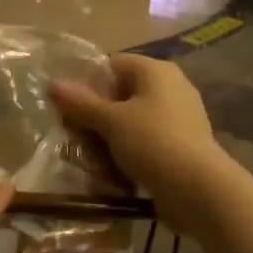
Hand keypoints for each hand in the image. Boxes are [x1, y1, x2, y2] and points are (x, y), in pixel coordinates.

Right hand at [50, 54, 229, 228]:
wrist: (198, 188)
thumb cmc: (152, 142)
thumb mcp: (111, 121)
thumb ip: (81, 103)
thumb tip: (53, 84)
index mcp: (156, 71)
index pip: (113, 64)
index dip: (89, 83)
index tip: (70, 109)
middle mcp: (172, 87)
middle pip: (123, 94)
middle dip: (97, 115)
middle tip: (76, 137)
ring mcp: (180, 118)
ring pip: (134, 121)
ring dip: (111, 138)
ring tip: (92, 158)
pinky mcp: (183, 145)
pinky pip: (148, 142)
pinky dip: (130, 153)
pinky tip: (115, 172)